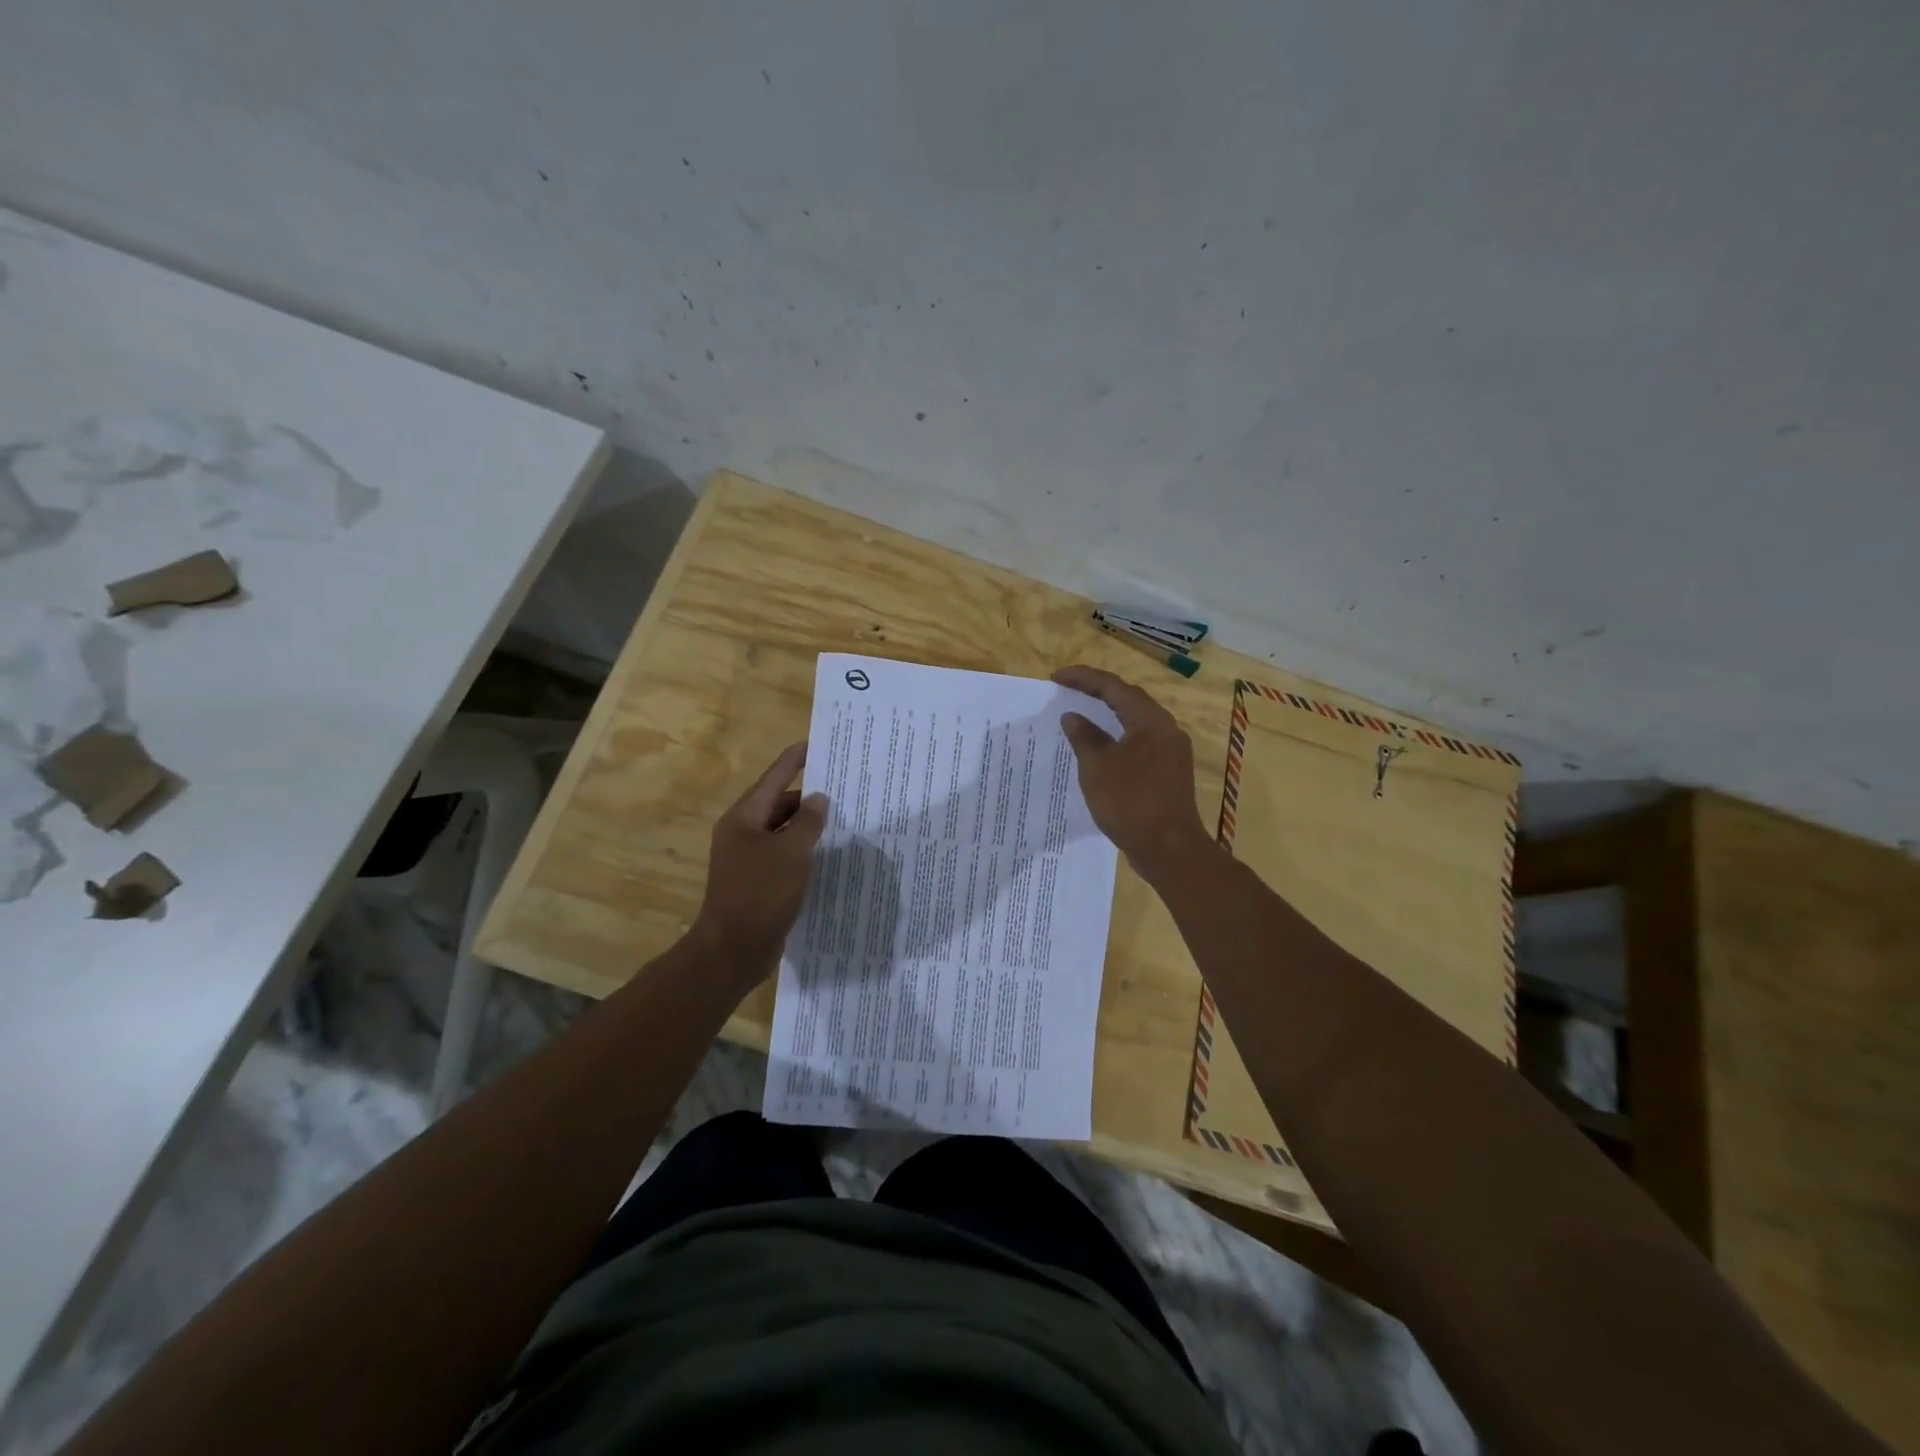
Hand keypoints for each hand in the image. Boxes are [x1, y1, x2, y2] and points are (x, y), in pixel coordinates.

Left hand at [690, 743, 828, 987]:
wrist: (733, 950)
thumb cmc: (761, 894)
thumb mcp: (792, 853)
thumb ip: (808, 822)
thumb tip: (818, 799)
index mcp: (744, 818)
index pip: (774, 778)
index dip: (794, 760)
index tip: (815, 744)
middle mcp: (742, 833)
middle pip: (778, 804)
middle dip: (808, 797)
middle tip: (842, 790)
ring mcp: (747, 858)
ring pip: (781, 831)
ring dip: (807, 826)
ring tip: (842, 821)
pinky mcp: (755, 881)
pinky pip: (782, 855)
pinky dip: (802, 851)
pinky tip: (826, 855)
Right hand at [1053, 665, 1214, 882]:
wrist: (1169, 848)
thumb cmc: (1130, 802)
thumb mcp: (1098, 767)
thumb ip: (1085, 737)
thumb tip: (1073, 716)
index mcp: (1150, 720)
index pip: (1114, 687)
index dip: (1084, 678)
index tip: (1056, 677)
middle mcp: (1166, 729)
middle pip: (1129, 699)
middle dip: (1098, 691)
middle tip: (1068, 689)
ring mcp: (1171, 751)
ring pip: (1136, 722)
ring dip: (1109, 715)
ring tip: (1082, 714)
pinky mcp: (1169, 772)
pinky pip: (1140, 742)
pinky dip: (1118, 737)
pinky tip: (1102, 748)